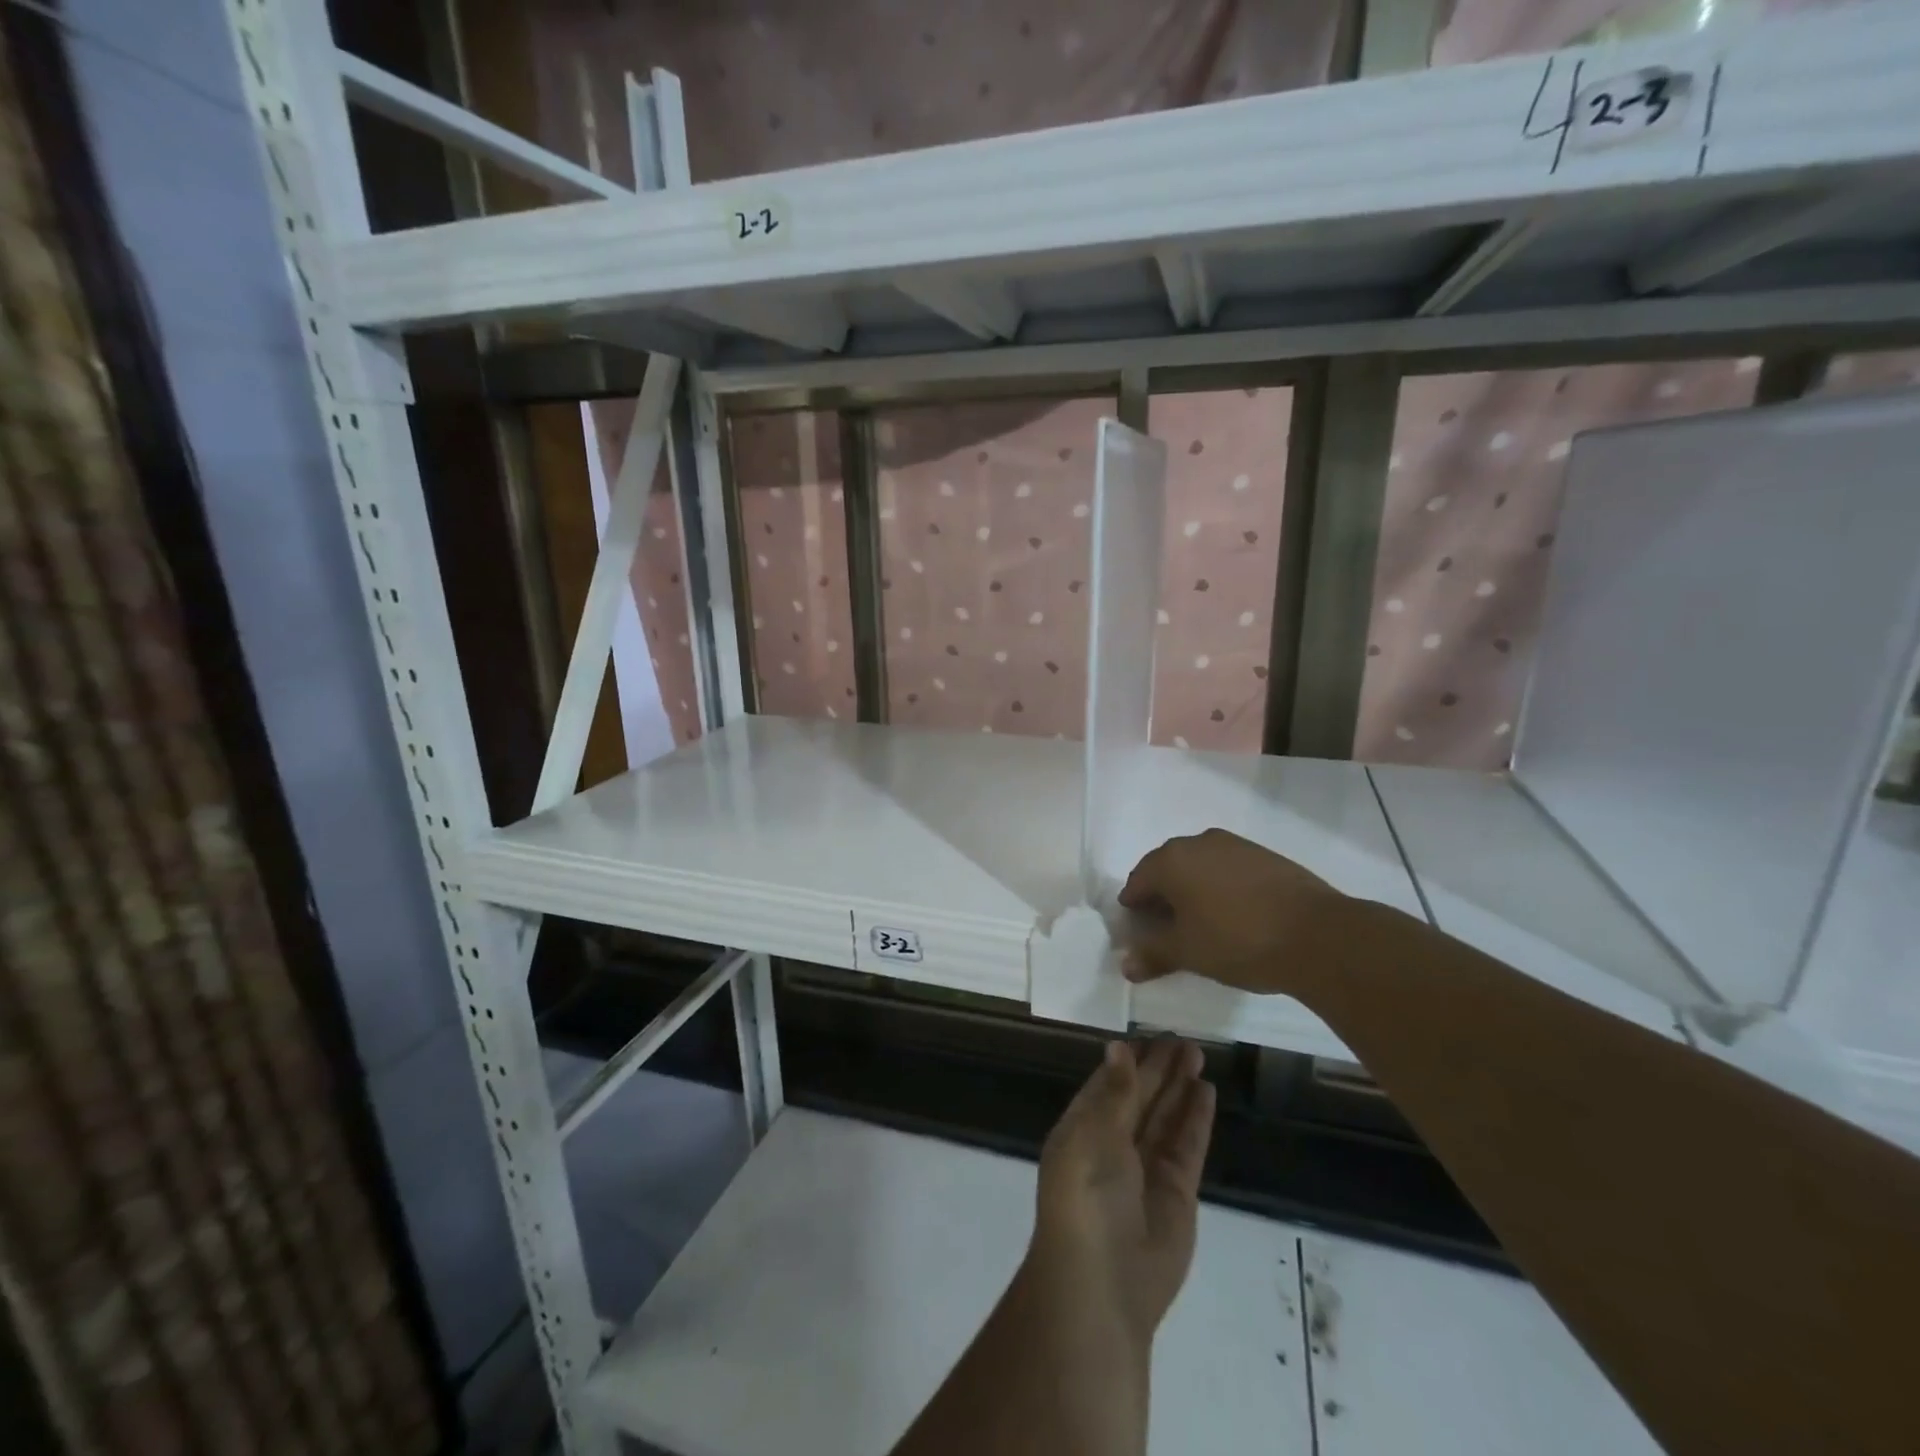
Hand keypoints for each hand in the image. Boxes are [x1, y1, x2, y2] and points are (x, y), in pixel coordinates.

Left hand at [1030, 1038, 1215, 1344]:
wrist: (1104, 1279)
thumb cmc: (1085, 1195)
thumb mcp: (1092, 1135)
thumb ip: (1114, 1092)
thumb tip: (1118, 1047)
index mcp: (1083, 1129)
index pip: (1108, 1084)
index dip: (1129, 1060)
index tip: (1148, 1034)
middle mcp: (1114, 1144)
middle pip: (1141, 1096)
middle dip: (1160, 1068)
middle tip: (1183, 1038)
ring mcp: (1147, 1168)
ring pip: (1166, 1116)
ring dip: (1180, 1086)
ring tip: (1197, 1053)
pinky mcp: (1178, 1191)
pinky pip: (1187, 1145)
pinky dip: (1196, 1118)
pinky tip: (1205, 1091)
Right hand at [1117, 828, 1344, 994]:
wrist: (1319, 936)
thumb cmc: (1238, 941)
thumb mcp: (1188, 953)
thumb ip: (1152, 954)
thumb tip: (1125, 965)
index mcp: (1171, 860)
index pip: (1137, 882)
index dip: (1134, 909)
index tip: (1141, 934)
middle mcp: (1198, 842)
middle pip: (1166, 869)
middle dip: (1162, 897)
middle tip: (1168, 931)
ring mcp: (1234, 845)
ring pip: (1199, 867)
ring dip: (1193, 890)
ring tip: (1203, 924)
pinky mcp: (1264, 854)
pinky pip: (1227, 868)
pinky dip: (1221, 887)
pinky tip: (1234, 914)